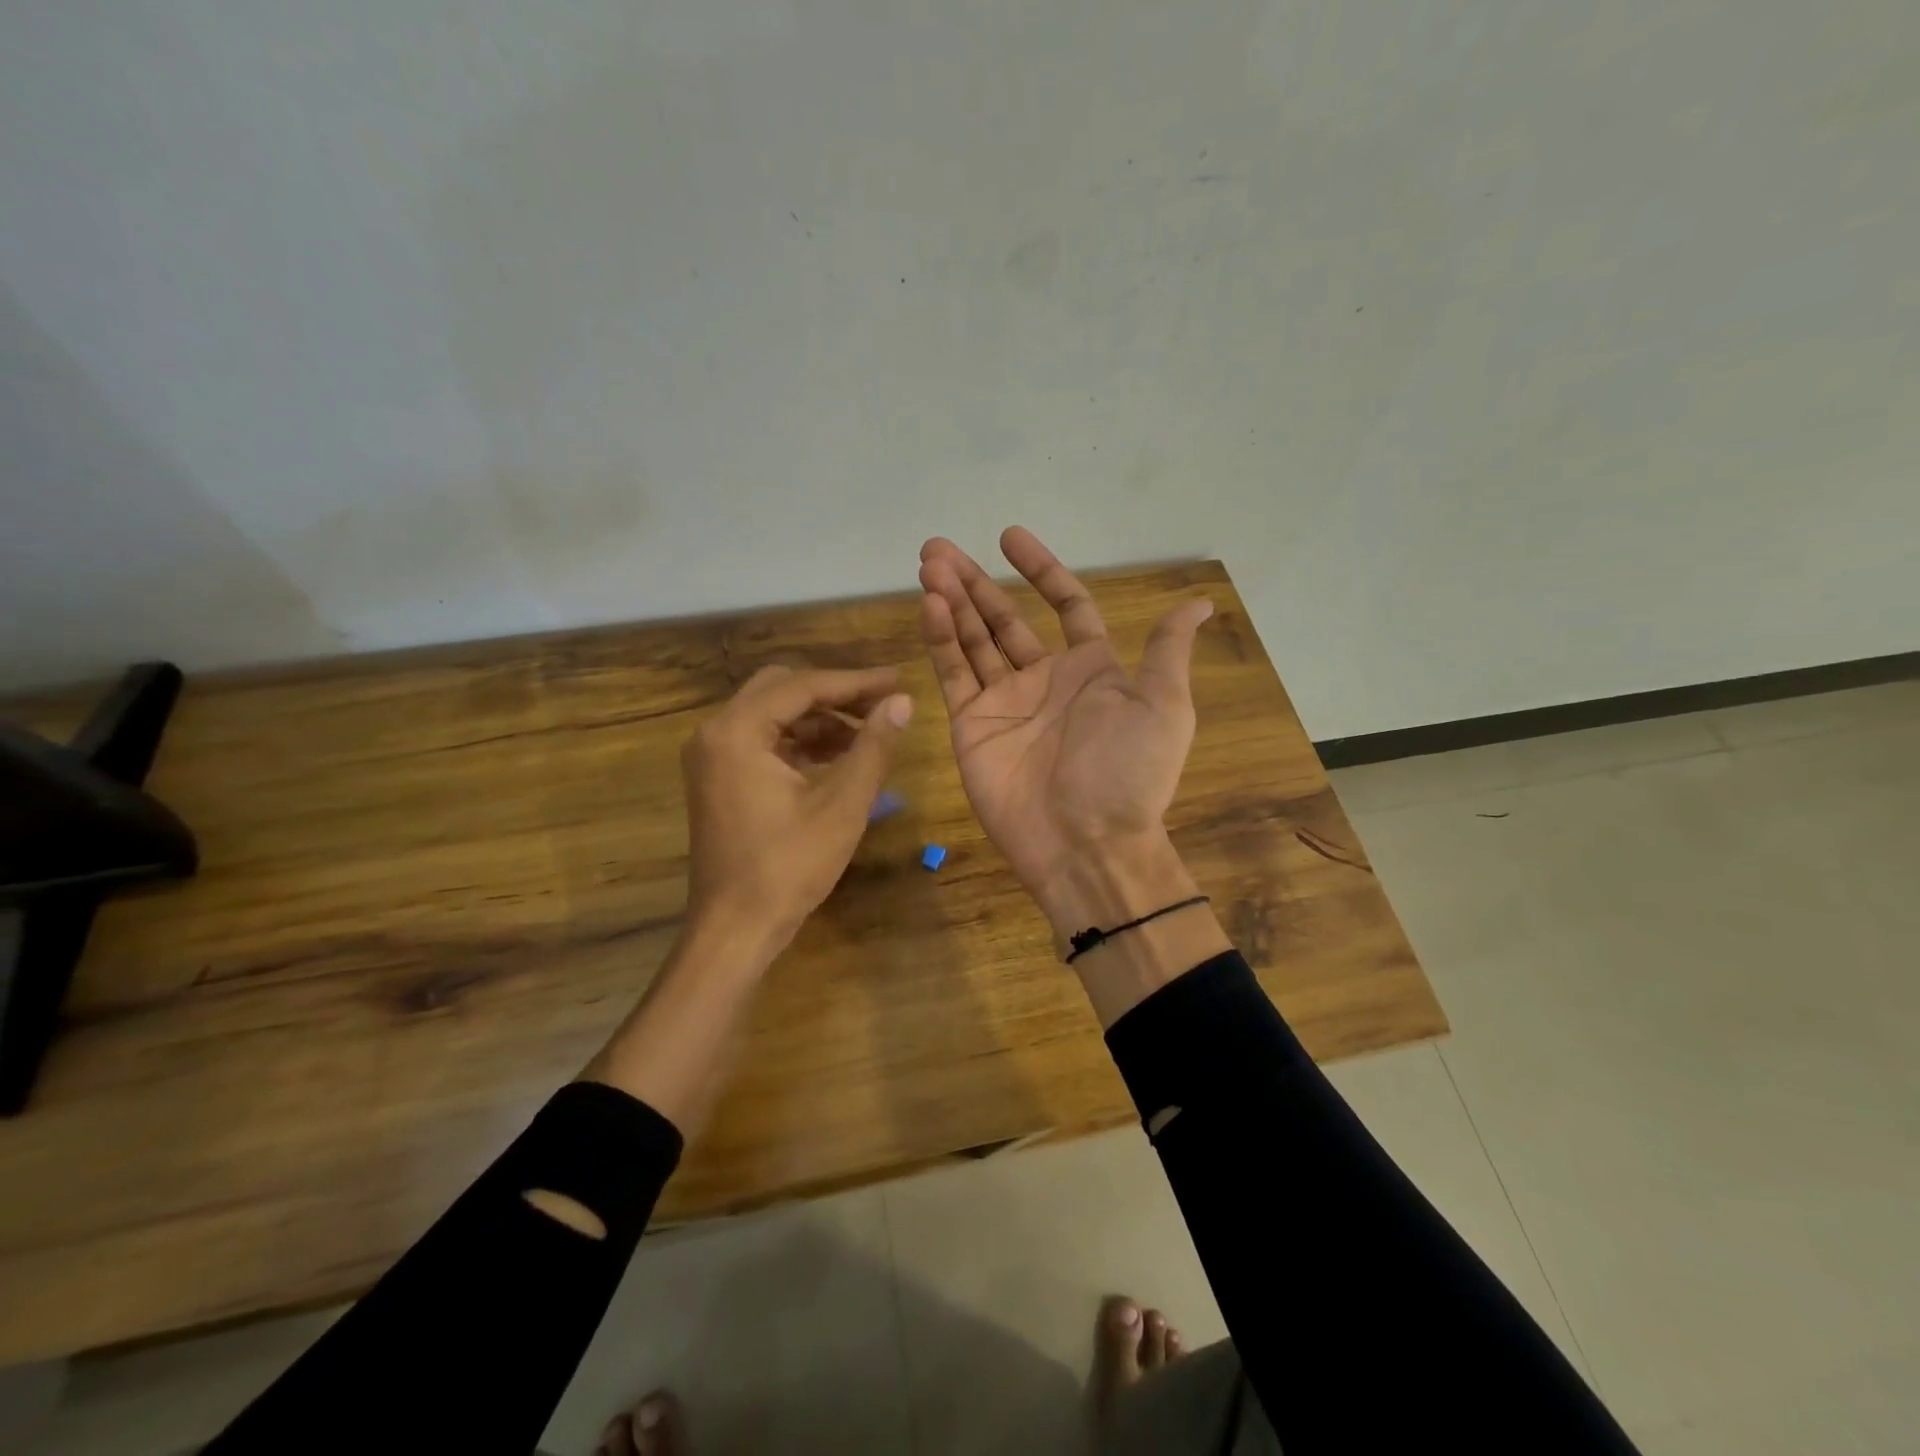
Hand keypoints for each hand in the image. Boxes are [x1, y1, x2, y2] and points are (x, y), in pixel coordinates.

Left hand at [683, 665, 912, 948]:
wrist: (735, 929)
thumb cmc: (788, 867)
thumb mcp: (842, 804)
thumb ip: (873, 746)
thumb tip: (903, 702)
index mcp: (737, 731)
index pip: (803, 685)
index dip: (855, 682)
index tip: (898, 680)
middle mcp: (715, 733)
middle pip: (782, 689)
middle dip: (835, 695)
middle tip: (881, 705)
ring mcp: (712, 757)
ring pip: (773, 715)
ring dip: (820, 719)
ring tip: (868, 736)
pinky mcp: (718, 779)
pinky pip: (763, 741)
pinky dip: (801, 742)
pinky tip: (838, 759)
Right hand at [917, 528, 1212, 931]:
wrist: (1087, 843)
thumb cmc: (1128, 773)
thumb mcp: (1164, 707)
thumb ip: (1167, 651)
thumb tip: (1200, 603)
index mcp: (1091, 670)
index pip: (1064, 605)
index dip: (1040, 570)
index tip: (1009, 537)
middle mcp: (1044, 680)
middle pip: (1005, 618)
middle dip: (976, 582)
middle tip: (939, 547)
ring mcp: (1004, 701)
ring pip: (972, 640)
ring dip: (951, 601)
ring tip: (928, 563)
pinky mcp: (971, 725)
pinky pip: (954, 673)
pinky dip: (940, 638)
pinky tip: (930, 604)